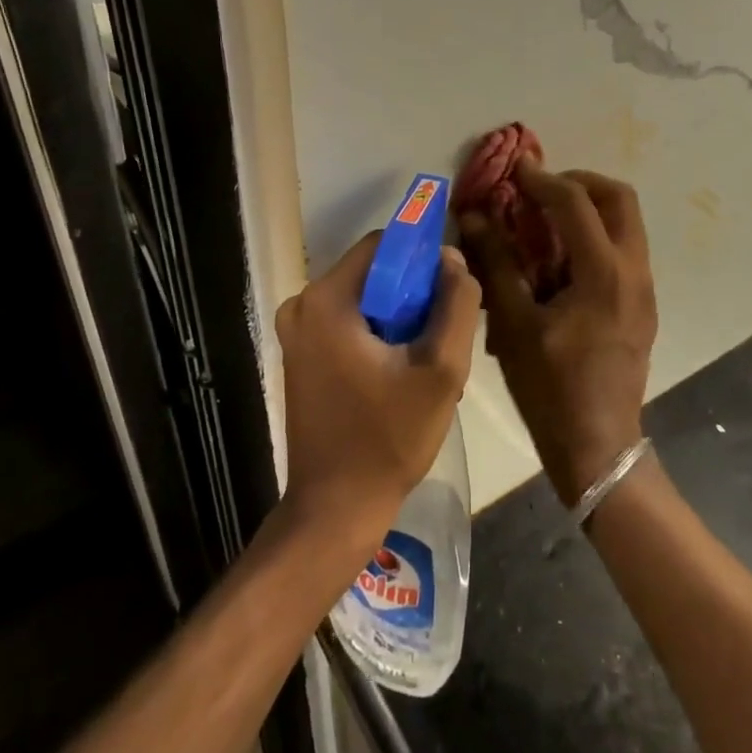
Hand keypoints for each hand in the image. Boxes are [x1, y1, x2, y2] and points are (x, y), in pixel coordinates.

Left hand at [275, 233, 479, 558]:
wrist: (335, 508)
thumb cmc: (389, 439)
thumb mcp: (442, 369)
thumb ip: (456, 304)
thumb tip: (452, 258)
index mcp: (327, 299)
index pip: (384, 244)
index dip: (422, 259)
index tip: (449, 294)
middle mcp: (301, 305)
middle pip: (373, 272)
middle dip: (412, 294)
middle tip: (440, 337)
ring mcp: (296, 331)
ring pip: (364, 298)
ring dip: (398, 318)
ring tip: (423, 361)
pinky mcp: (300, 355)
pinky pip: (348, 322)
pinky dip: (377, 334)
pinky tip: (399, 373)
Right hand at [460, 162, 655, 505]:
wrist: (599, 446)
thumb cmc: (551, 388)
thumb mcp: (515, 325)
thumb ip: (496, 263)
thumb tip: (474, 217)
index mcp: (604, 273)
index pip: (576, 202)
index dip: (542, 179)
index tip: (515, 168)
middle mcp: (634, 271)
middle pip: (619, 198)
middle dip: (579, 182)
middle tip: (541, 189)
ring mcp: (644, 289)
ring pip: (626, 223)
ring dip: (589, 208)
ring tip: (546, 221)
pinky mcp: (642, 306)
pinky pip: (624, 250)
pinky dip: (595, 236)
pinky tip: (561, 261)